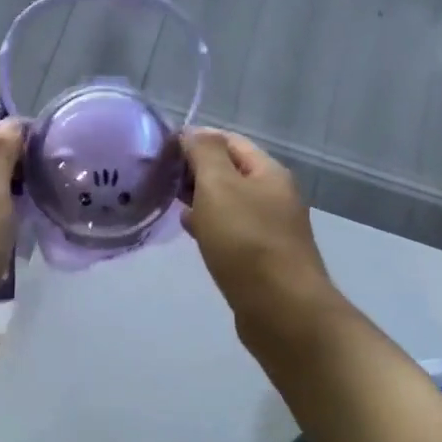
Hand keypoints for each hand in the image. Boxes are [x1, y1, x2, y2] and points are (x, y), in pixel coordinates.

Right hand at [181, 128, 341, 351]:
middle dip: (196, 169)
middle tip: (159, 176)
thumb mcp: (219, 187)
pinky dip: (210, 224)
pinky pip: (231, 229)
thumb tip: (193, 132)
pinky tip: (191, 231)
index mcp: (268, 172)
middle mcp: (274, 195)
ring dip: (201, 198)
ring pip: (229, 202)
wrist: (281, 309)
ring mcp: (270, 228)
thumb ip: (205, 154)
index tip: (162, 149)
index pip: (230, 141)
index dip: (197, 139)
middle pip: (231, 170)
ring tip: (168, 201)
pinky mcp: (262, 257)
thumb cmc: (246, 242)